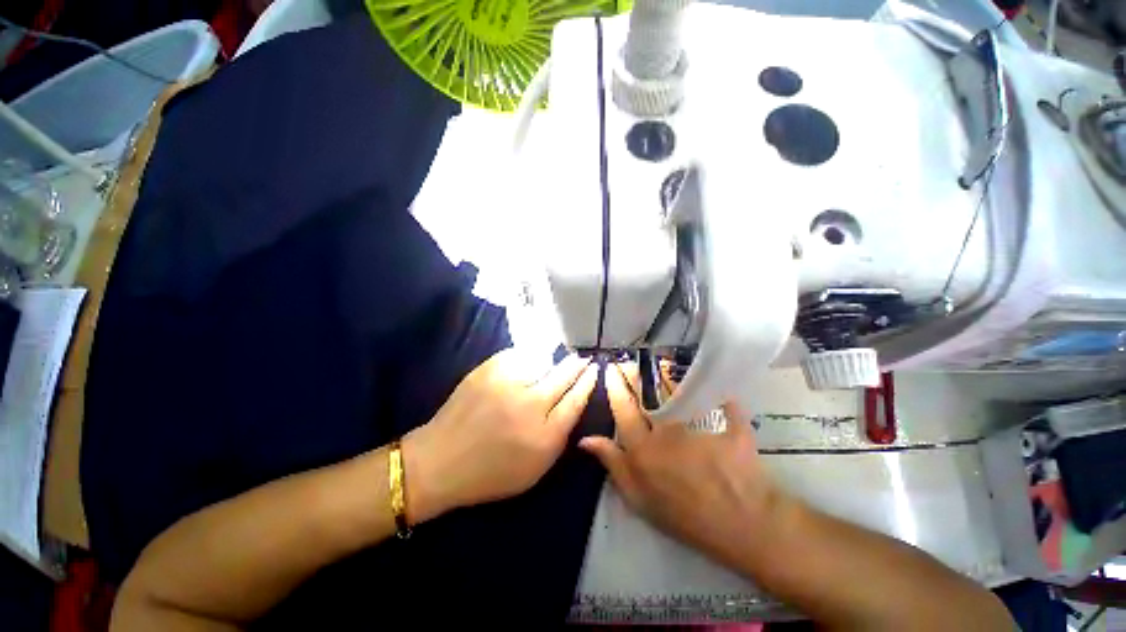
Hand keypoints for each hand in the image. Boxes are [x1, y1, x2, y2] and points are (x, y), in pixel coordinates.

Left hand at [404, 349, 598, 522]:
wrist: (440, 461)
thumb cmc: (491, 473)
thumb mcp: (536, 468)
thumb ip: (560, 436)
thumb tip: (574, 401)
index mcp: (544, 436)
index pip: (576, 400)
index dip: (587, 382)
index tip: (594, 370)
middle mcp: (529, 406)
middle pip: (563, 376)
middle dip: (576, 365)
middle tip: (582, 359)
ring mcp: (507, 384)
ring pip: (543, 361)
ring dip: (552, 361)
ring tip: (554, 362)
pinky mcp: (488, 370)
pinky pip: (519, 355)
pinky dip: (527, 358)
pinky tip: (528, 363)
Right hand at [579, 364, 785, 566]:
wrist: (742, 531)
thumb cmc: (684, 518)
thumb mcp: (638, 499)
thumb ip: (612, 465)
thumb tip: (585, 439)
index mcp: (643, 448)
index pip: (623, 409)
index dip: (616, 386)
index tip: (612, 370)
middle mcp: (667, 431)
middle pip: (649, 395)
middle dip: (638, 374)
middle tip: (634, 363)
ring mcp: (698, 428)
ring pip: (680, 393)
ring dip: (668, 376)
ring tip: (662, 365)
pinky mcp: (728, 427)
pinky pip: (723, 403)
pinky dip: (717, 392)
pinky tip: (712, 382)